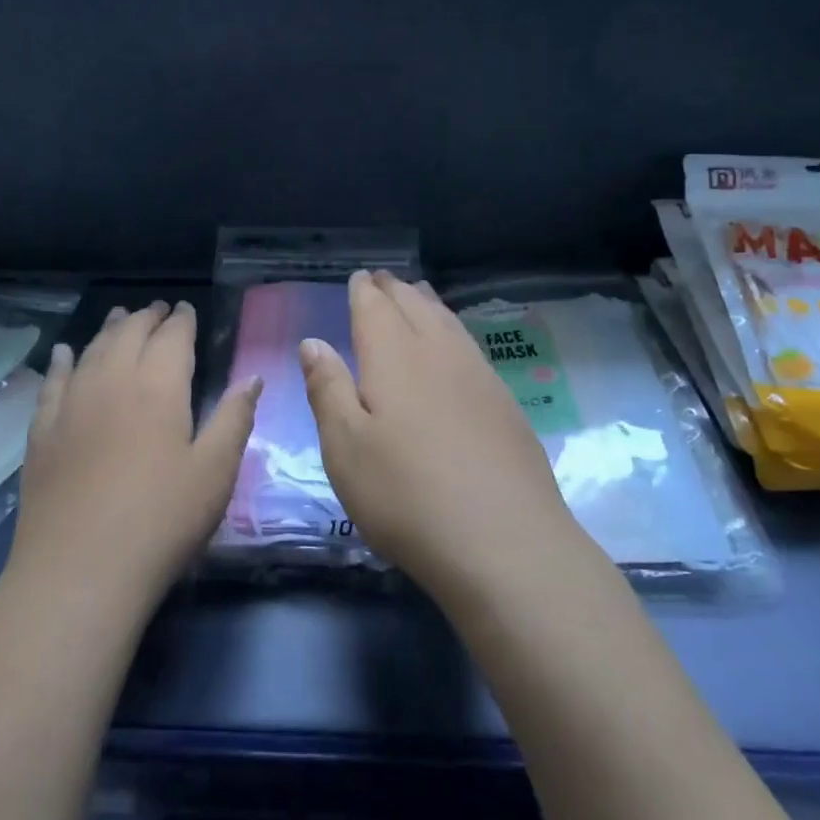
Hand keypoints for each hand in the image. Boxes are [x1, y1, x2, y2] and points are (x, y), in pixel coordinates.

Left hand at [8, 300, 260, 615]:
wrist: (80, 570)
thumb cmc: (162, 520)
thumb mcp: (215, 471)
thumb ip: (234, 418)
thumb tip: (252, 377)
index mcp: (159, 387)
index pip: (172, 338)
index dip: (181, 320)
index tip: (186, 309)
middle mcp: (112, 381)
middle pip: (129, 335)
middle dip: (146, 318)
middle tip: (158, 309)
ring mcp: (71, 405)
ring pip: (91, 350)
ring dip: (109, 330)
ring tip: (120, 317)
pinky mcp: (42, 432)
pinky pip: (53, 382)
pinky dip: (63, 361)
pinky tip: (65, 353)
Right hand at [299, 271, 577, 603]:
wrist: (504, 541)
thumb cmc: (406, 494)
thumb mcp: (345, 446)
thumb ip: (327, 389)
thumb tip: (313, 342)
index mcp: (394, 356)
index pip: (376, 309)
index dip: (365, 292)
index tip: (360, 278)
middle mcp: (439, 354)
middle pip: (416, 307)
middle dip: (396, 291)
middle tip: (384, 279)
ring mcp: (479, 377)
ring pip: (449, 324)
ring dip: (429, 304)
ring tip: (418, 294)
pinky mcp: (506, 405)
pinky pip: (471, 348)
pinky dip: (455, 332)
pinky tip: (456, 347)